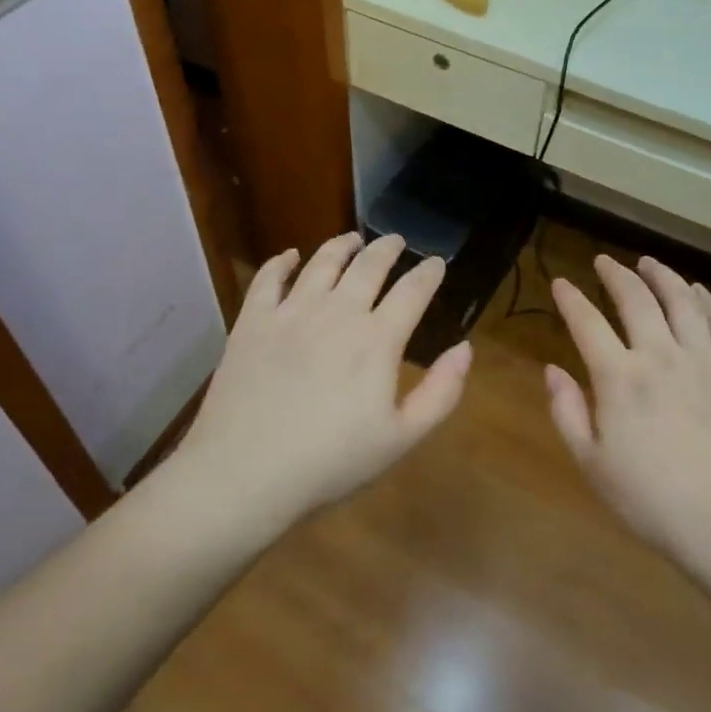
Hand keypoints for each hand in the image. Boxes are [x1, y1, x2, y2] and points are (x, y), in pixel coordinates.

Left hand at [168, 232, 472, 532]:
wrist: (245, 472)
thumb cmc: (329, 462)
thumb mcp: (400, 439)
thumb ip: (440, 392)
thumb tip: (465, 348)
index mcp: (376, 339)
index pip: (412, 291)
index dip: (428, 273)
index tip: (436, 262)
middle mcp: (337, 312)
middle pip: (368, 265)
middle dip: (387, 248)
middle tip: (396, 240)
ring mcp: (291, 311)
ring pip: (322, 262)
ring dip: (341, 245)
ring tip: (351, 239)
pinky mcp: (253, 320)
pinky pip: (269, 278)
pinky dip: (283, 261)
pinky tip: (290, 256)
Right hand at [547, 254, 710, 576]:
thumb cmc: (658, 505)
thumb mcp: (594, 467)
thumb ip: (567, 413)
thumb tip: (551, 370)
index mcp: (620, 378)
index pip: (587, 322)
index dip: (570, 298)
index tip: (560, 283)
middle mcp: (661, 355)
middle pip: (636, 298)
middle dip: (615, 274)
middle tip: (604, 261)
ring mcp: (706, 361)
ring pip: (682, 301)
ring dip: (662, 276)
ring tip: (649, 262)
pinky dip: (710, 301)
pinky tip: (701, 292)